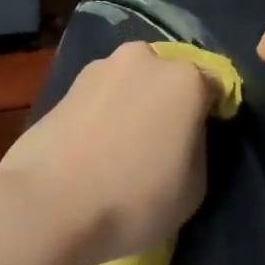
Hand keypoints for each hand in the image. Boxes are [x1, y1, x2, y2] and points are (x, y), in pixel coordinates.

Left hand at [0, 43, 218, 264]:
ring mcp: (99, 69)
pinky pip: (99, 99)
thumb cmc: (135, 198)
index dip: (212, 116)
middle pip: (168, 78)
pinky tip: (93, 149)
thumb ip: (196, 147)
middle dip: (168, 103)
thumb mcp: (195, 187)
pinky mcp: (63, 87)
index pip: (215, 88)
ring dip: (133, 106)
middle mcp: (143, 59)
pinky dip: (103, 115)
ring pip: (130, 84)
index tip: (200, 144)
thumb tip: (181, 135)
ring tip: (122, 148)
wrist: (48, 205)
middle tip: (161, 144)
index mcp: (185, 79)